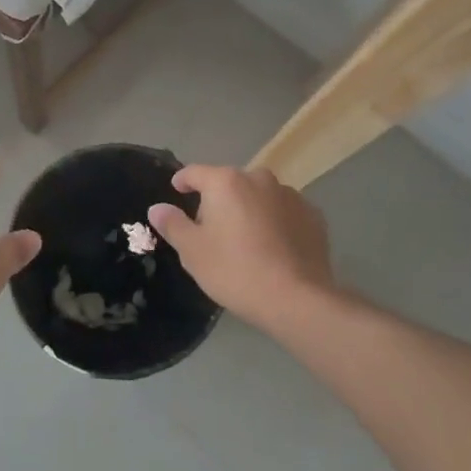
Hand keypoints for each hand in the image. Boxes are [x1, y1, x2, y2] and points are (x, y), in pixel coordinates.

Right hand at [147, 165, 335, 332]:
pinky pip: (284, 212)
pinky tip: (273, 247)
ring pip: (260, 196)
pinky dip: (275, 222)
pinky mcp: (313, 216)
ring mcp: (290, 196)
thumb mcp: (192, 251)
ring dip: (249, 209)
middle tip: (212, 229)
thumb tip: (157, 208)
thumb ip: (173, 224)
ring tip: (246, 240)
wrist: (297, 299)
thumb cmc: (235, 270)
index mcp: (226, 182)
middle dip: (218, 200)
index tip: (177, 190)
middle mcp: (259, 179)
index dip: (183, 180)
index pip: (195, 172)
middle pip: (230, 183)